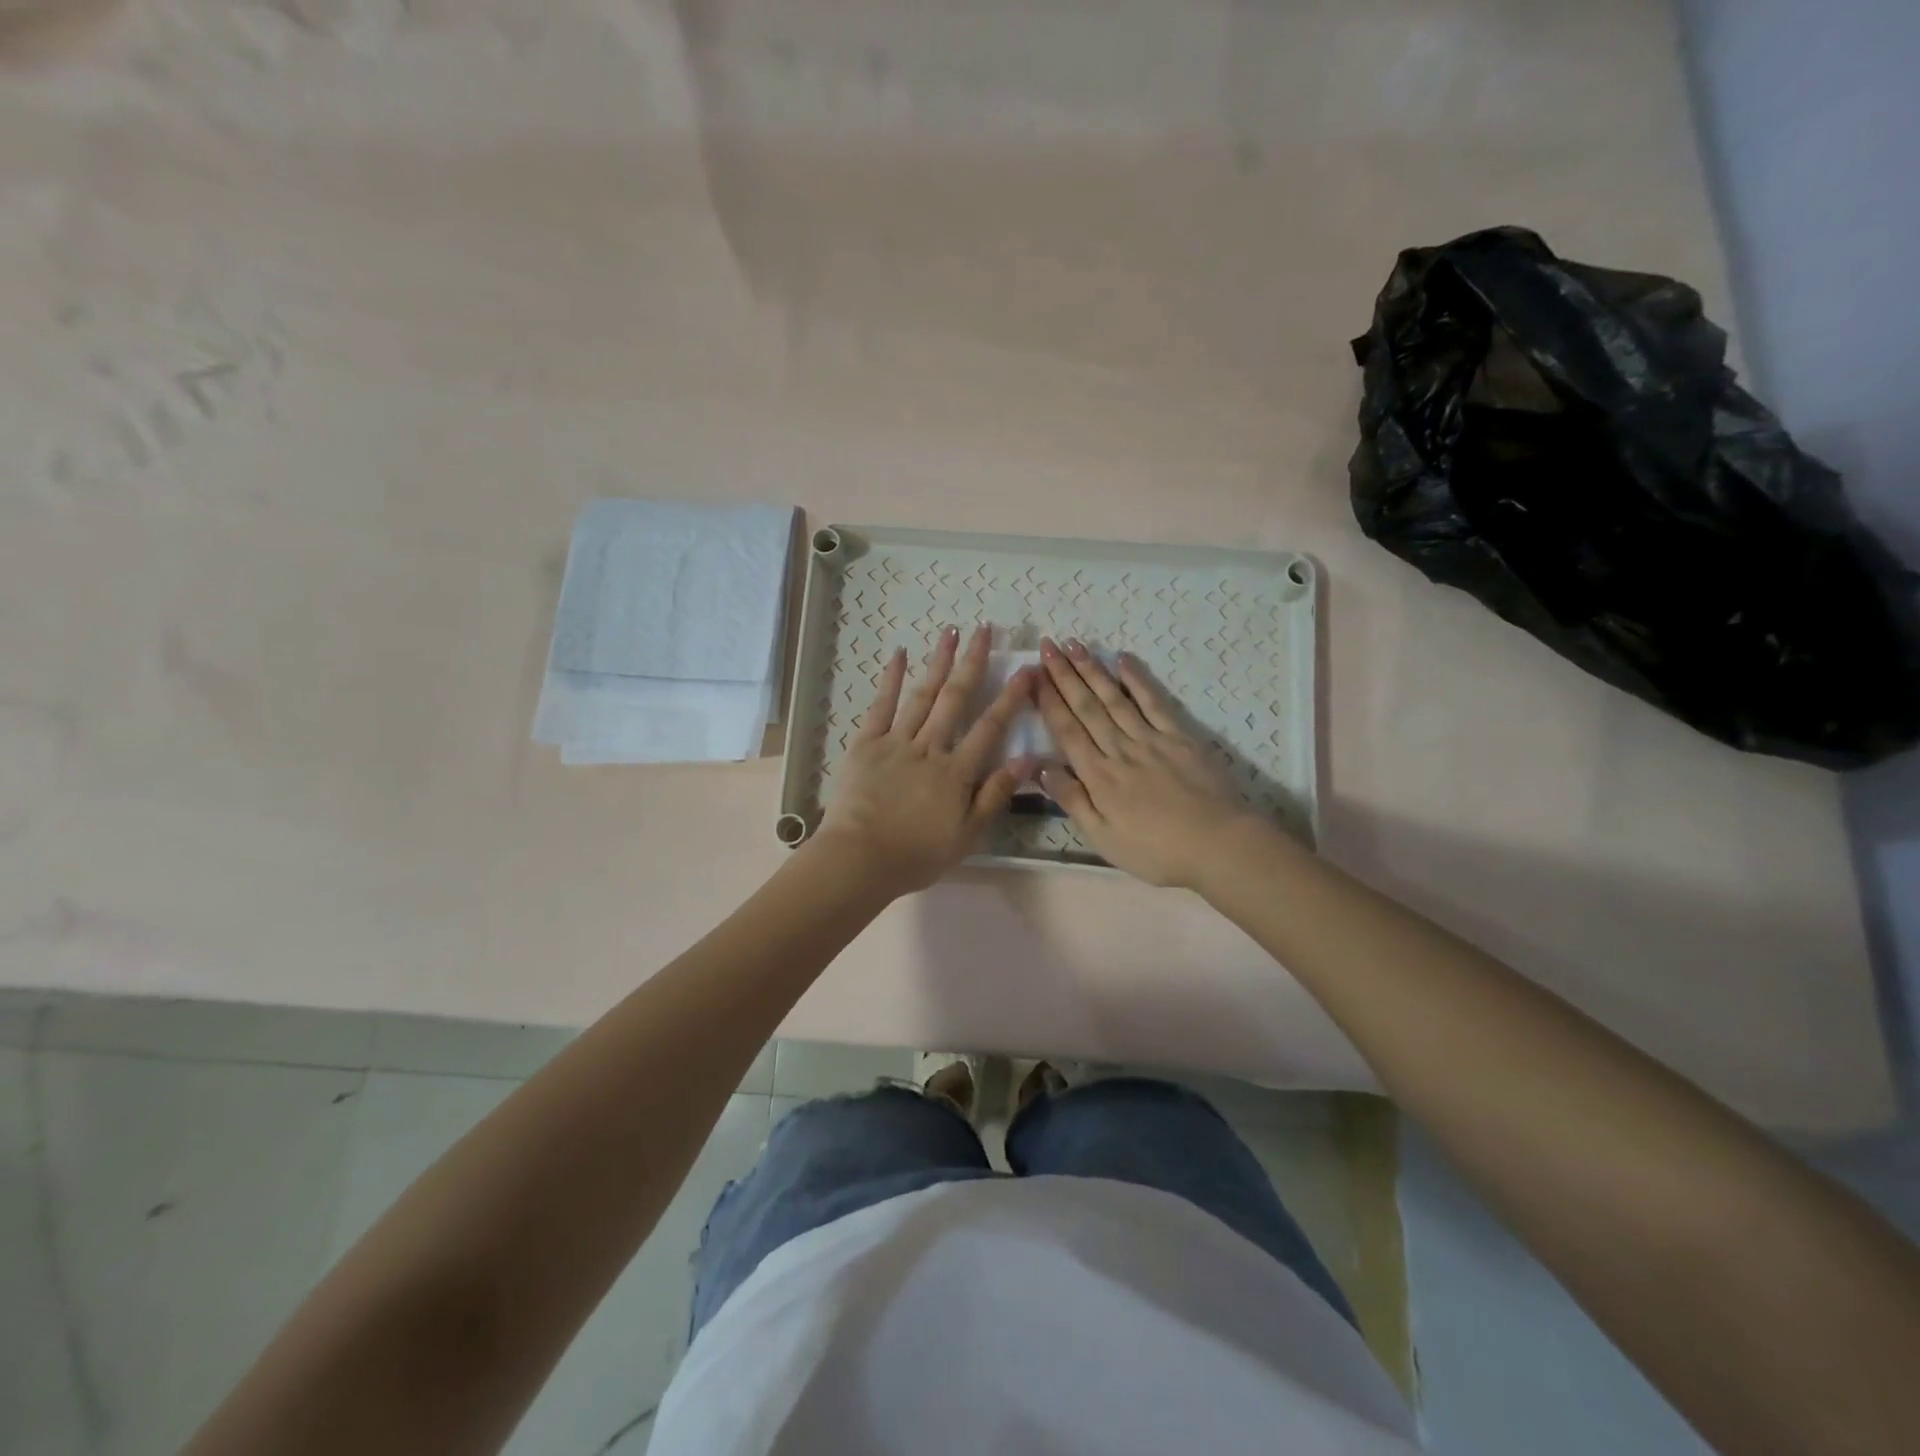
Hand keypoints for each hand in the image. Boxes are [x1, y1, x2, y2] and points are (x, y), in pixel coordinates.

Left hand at [815, 626, 1034, 895]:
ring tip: (951, 631)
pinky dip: (891, 679)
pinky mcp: (866, 744)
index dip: (1010, 698)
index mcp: (957, 771)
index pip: (990, 727)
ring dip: (938, 661)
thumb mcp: (967, 834)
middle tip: (985, 629)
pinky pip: (881, 706)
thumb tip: (1027, 759)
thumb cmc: (917, 854)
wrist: (859, 859)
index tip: (1026, 670)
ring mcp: (896, 742)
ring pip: (922, 695)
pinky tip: (900, 655)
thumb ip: (996, 795)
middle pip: (956, 698)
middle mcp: (930, 747)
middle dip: (973, 662)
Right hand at [1033, 637, 1265, 888]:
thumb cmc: (1155, 850)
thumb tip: (1040, 768)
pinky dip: (1138, 679)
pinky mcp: (1179, 737)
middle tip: (1048, 645)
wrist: (1216, 844)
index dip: (1049, 701)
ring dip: (1092, 670)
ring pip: (1114, 698)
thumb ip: (1072, 800)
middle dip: (1064, 675)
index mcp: (1098, 776)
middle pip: (1087, 707)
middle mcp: (1119, 749)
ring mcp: (1150, 739)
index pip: (1067, 730)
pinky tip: (1123, 660)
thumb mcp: (1102, 837)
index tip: (1034, 674)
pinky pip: (1154, 702)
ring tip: (1075, 645)